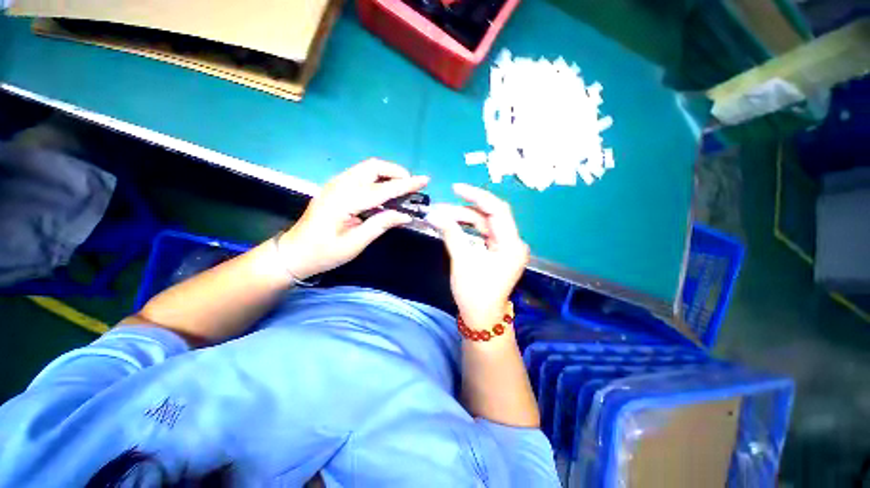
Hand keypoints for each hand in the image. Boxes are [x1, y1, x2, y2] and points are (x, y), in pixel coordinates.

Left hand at [279, 159, 428, 278]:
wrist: (294, 253)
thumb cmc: (324, 253)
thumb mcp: (355, 243)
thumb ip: (380, 225)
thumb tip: (406, 215)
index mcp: (345, 200)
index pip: (383, 188)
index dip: (406, 184)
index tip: (425, 180)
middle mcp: (340, 185)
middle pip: (373, 166)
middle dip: (396, 171)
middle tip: (411, 186)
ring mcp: (335, 184)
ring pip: (367, 168)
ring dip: (387, 173)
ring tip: (401, 188)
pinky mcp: (335, 187)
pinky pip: (360, 175)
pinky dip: (377, 178)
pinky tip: (384, 192)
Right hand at [426, 184, 529, 329]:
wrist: (481, 318)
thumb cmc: (475, 293)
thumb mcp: (462, 260)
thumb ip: (451, 233)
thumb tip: (434, 214)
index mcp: (511, 244)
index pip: (497, 210)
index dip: (477, 196)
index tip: (456, 188)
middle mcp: (512, 242)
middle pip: (489, 216)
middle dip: (464, 210)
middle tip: (441, 209)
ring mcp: (504, 247)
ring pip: (484, 224)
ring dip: (463, 219)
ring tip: (441, 217)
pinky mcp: (496, 252)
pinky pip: (482, 234)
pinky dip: (467, 229)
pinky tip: (452, 226)